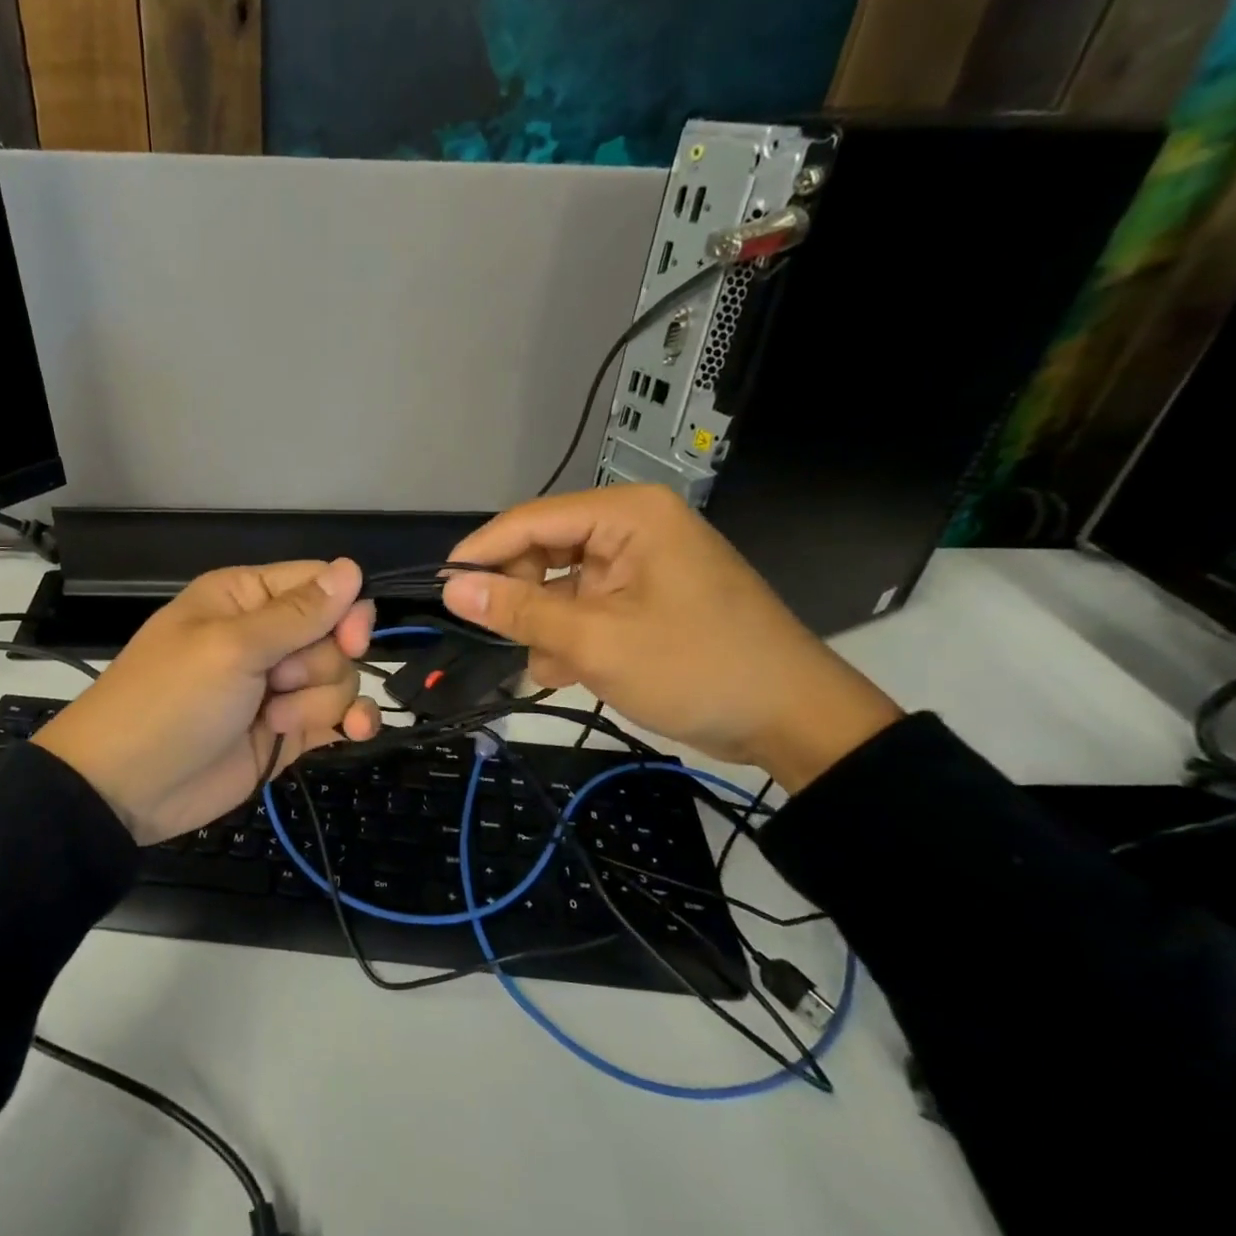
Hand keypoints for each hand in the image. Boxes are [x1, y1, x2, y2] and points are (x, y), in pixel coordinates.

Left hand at [30, 559, 382, 844]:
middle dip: (319, 664)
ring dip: (319, 701)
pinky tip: (355, 732)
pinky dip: (351, 721)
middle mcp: (266, 636)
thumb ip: (297, 614)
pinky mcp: (288, 729)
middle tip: (279, 683)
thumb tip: (353, 567)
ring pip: (339, 677)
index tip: (350, 642)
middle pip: (336, 634)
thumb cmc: (171, 701)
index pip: (320, 583)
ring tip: (275, 722)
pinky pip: (338, 714)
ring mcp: (278, 686)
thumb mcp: (231, 649)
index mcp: (245, 598)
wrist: (127, 788)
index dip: (344, 610)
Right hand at [441, 485, 901, 791]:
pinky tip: (572, 671)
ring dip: (547, 626)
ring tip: (553, 667)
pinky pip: (587, 606)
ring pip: (561, 585)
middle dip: (522, 599)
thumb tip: (451, 587)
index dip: (481, 552)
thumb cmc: (695, 668)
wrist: (793, 720)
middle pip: (544, 550)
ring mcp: (641, 564)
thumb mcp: (595, 641)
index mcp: (627, 515)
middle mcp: (633, 528)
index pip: (530, 520)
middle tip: (504, 639)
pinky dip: (572, 637)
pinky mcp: (647, 598)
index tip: (441, 590)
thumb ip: (518, 611)